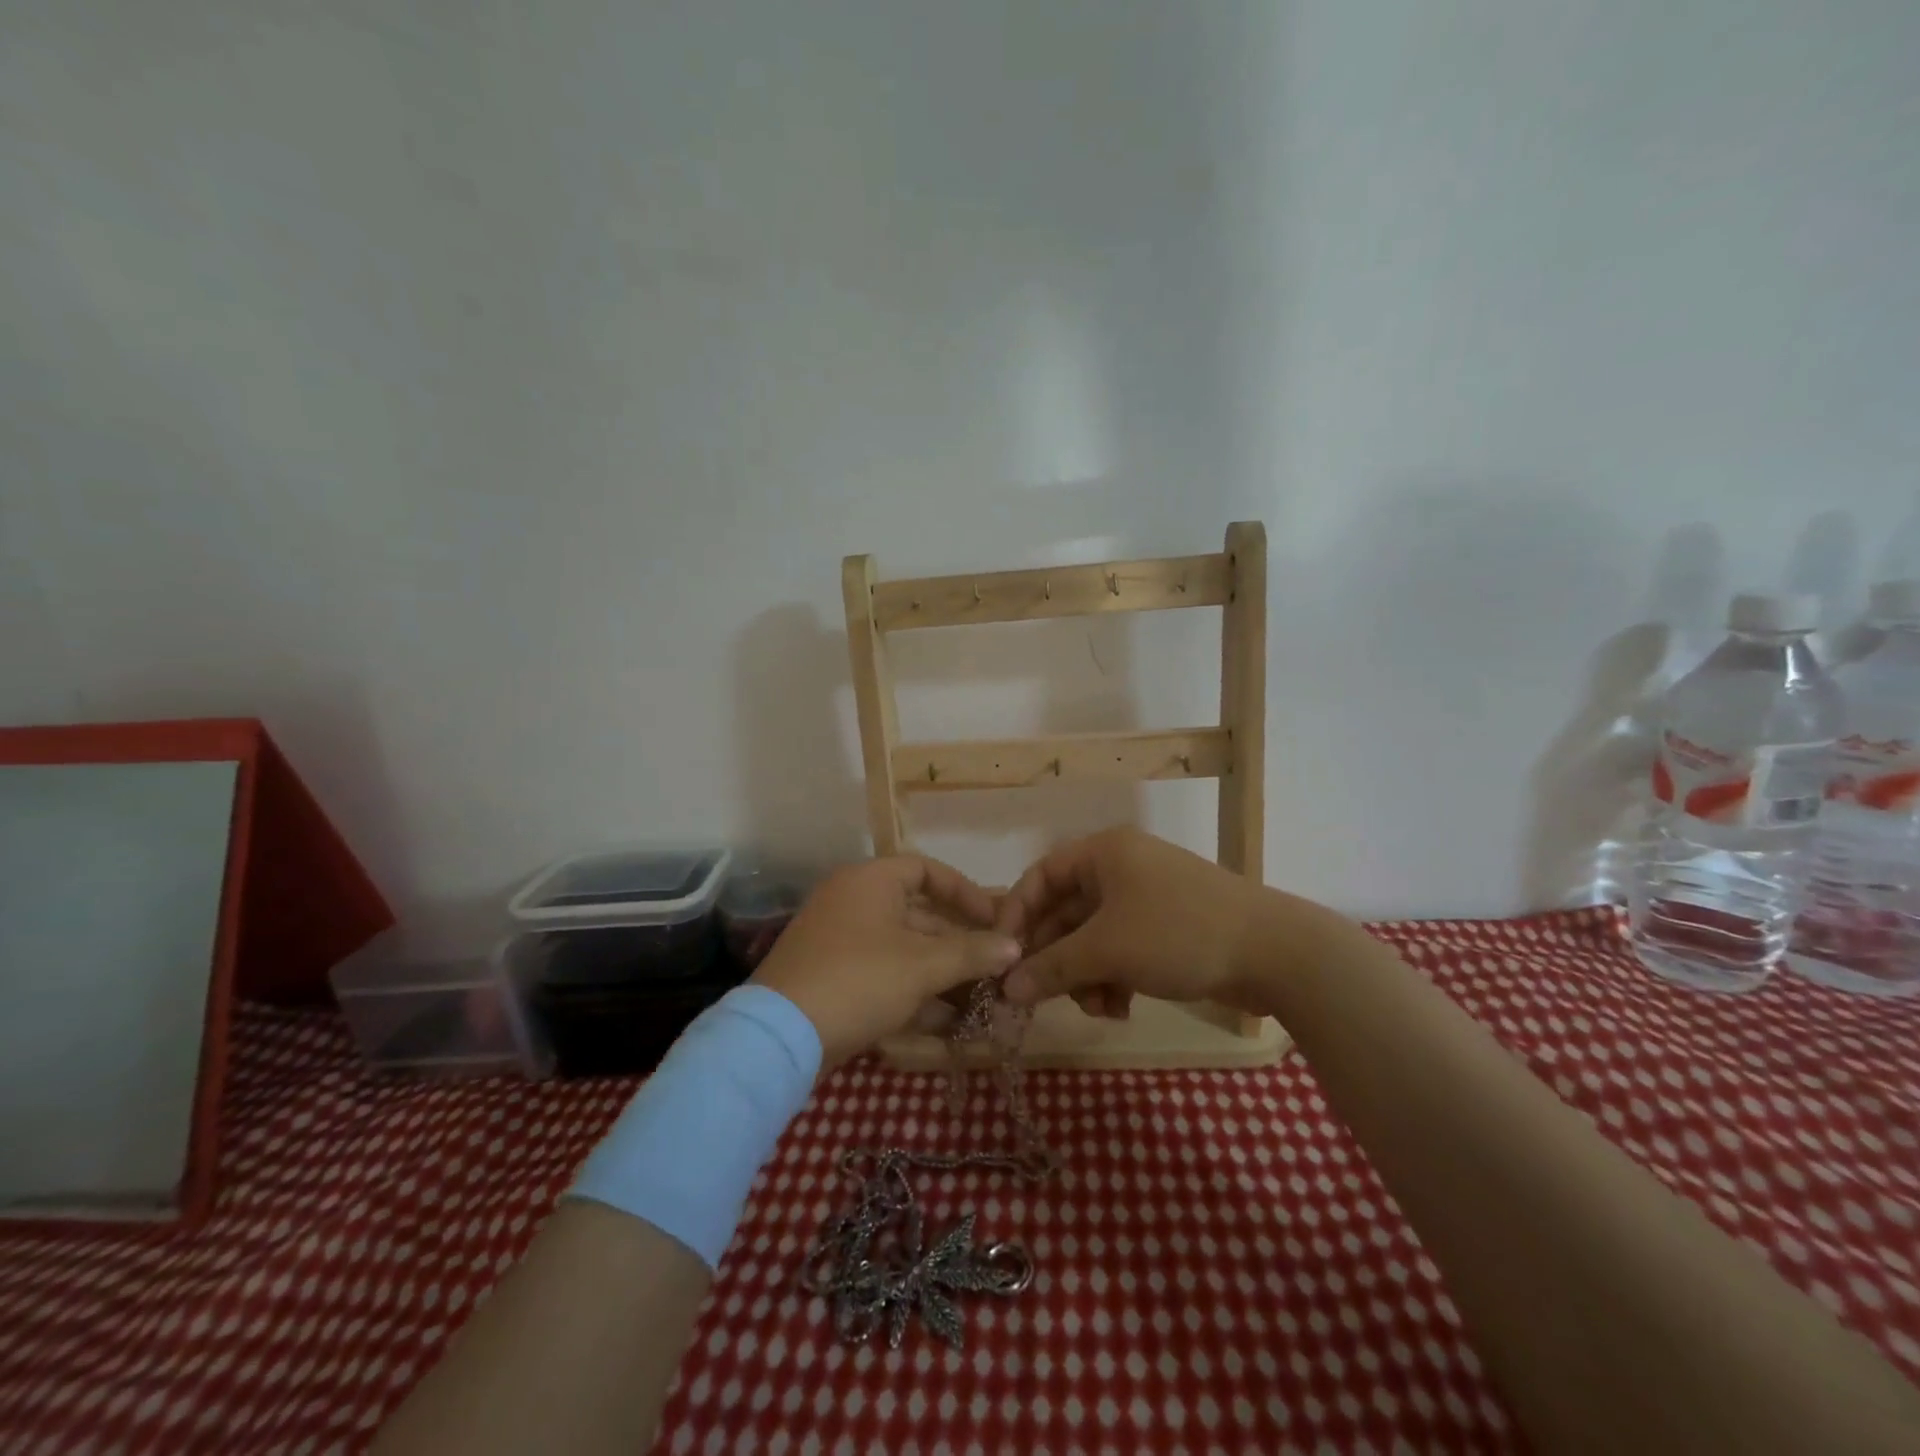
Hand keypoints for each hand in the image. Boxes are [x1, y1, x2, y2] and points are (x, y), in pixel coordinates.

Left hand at [750, 855, 1021, 1067]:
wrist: (779, 1037)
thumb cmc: (859, 980)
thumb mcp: (922, 966)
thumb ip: (972, 953)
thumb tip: (1014, 946)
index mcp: (870, 881)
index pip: (927, 871)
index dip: (965, 893)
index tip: (995, 920)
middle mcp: (853, 902)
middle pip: (918, 915)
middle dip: (959, 946)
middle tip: (994, 969)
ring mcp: (838, 942)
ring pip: (903, 952)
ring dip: (941, 976)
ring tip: (981, 1004)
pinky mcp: (831, 979)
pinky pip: (883, 977)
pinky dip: (914, 995)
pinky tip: (948, 1026)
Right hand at [994, 826, 1289, 1015]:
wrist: (1273, 952)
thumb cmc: (1177, 933)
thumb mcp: (1106, 950)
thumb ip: (1050, 968)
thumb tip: (1005, 989)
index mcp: (1103, 853)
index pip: (1041, 876)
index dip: (1016, 914)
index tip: (1001, 956)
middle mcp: (1120, 869)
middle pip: (1065, 912)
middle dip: (1056, 958)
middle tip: (1040, 998)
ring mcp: (1146, 900)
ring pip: (1092, 938)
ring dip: (1085, 975)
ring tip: (1096, 1007)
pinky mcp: (1166, 930)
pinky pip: (1120, 951)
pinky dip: (1113, 978)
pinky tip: (1120, 1009)